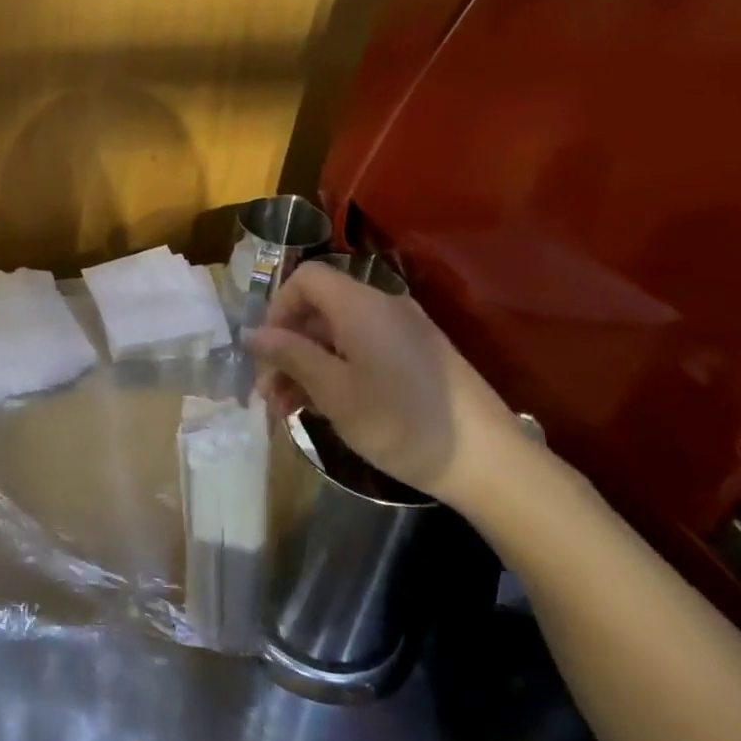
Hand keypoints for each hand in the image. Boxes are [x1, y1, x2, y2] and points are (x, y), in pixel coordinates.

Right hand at [245, 263, 521, 501]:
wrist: (489, 461)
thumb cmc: (401, 422)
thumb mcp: (333, 391)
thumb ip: (290, 355)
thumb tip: (251, 333)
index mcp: (361, 306)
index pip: (305, 279)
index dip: (278, 308)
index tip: (267, 353)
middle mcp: (383, 308)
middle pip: (319, 309)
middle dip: (287, 347)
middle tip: (268, 393)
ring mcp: (403, 332)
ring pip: (338, 335)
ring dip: (307, 365)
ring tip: (287, 410)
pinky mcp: (417, 357)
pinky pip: (363, 350)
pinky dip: (336, 371)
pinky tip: (322, 408)